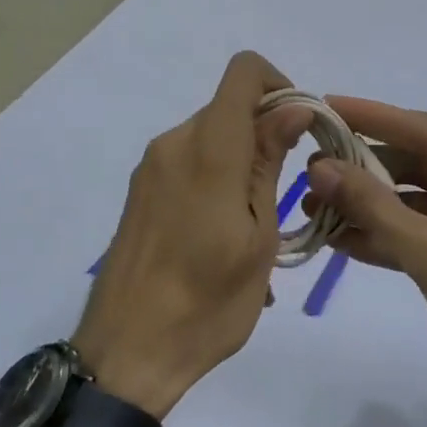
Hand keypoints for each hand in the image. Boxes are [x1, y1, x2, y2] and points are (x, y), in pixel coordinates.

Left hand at [73, 53, 309, 418]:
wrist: (126, 354)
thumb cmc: (207, 302)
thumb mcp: (258, 235)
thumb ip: (270, 162)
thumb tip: (293, 108)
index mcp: (208, 149)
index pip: (244, 72)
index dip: (280, 85)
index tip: (300, 130)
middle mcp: (173, 144)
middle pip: (229, 107)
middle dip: (266, 133)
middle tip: (287, 191)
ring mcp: (151, 169)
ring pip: (211, 138)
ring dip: (242, 163)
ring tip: (257, 228)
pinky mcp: (140, 193)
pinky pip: (189, 165)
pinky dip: (217, 181)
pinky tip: (225, 237)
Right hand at [303, 98, 426, 425]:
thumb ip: (374, 207)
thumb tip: (318, 167)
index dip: (375, 119)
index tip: (327, 105)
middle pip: (423, 165)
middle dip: (366, 171)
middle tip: (311, 168)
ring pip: (419, 202)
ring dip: (370, 207)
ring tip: (314, 205)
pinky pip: (425, 234)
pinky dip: (387, 236)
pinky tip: (340, 237)